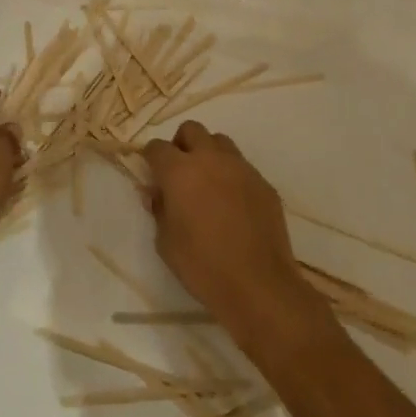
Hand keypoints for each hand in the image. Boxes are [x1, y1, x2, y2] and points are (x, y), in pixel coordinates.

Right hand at [142, 122, 319, 336]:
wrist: (259, 286)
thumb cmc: (202, 266)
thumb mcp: (166, 242)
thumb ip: (159, 209)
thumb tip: (156, 193)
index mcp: (179, 171)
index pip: (157, 147)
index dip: (151, 158)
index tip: (152, 175)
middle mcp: (210, 159)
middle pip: (191, 130)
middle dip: (181, 145)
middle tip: (180, 173)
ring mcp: (241, 169)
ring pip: (220, 142)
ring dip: (209, 155)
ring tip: (208, 184)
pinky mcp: (264, 184)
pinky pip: (243, 167)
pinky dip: (232, 176)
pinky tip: (233, 205)